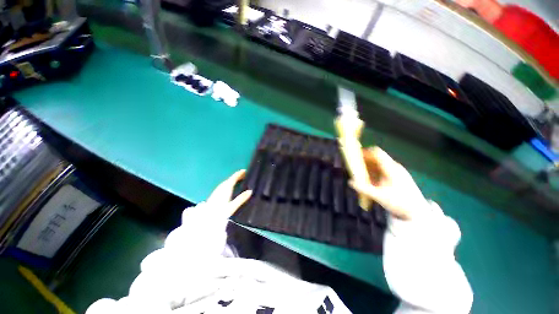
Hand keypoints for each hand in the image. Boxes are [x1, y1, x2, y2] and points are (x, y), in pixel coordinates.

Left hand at [206, 170, 252, 217]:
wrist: (205, 220)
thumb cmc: (219, 213)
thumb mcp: (232, 206)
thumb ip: (241, 198)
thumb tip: (250, 191)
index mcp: (226, 188)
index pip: (233, 178)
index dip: (239, 174)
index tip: (245, 171)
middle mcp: (221, 188)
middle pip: (229, 180)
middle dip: (236, 176)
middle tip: (244, 176)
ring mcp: (217, 191)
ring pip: (226, 183)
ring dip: (232, 180)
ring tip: (238, 181)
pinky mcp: (214, 195)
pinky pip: (223, 186)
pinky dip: (228, 184)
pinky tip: (229, 188)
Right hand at [350, 147, 427, 219]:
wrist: (418, 212)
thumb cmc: (400, 203)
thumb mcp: (380, 196)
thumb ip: (364, 188)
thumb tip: (350, 182)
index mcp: (391, 168)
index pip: (377, 153)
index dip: (365, 152)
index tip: (354, 156)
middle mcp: (394, 167)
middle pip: (377, 158)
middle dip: (364, 160)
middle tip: (354, 167)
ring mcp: (396, 172)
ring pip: (379, 164)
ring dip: (368, 167)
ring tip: (359, 175)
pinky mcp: (397, 177)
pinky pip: (382, 170)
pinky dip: (374, 172)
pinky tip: (370, 181)